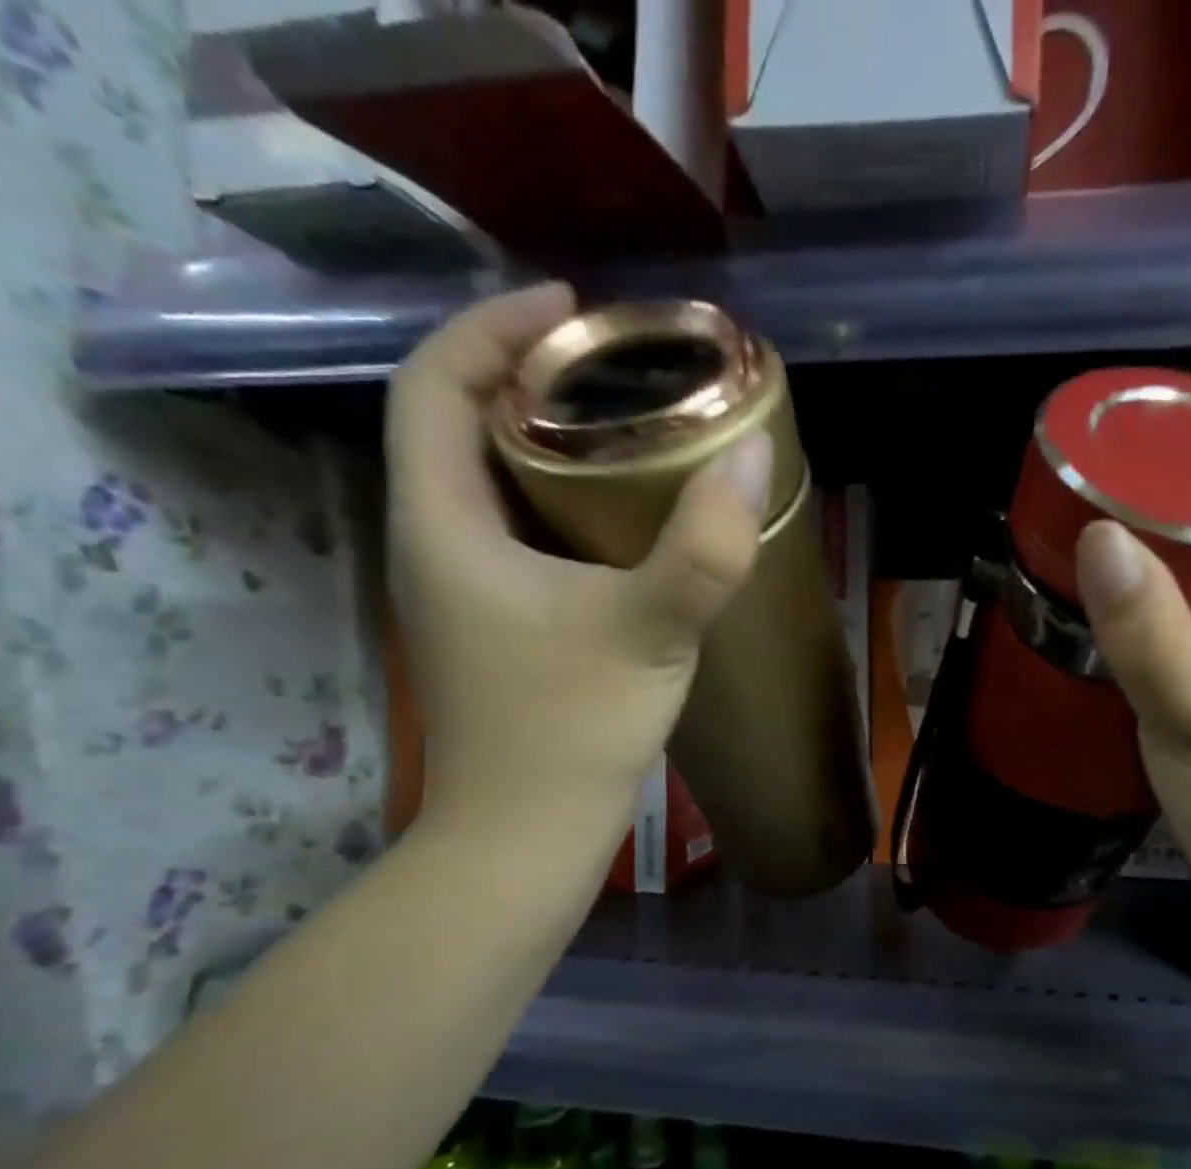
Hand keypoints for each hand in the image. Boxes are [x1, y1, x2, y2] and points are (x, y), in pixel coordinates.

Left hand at [385, 284, 773, 839]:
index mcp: (443, 523)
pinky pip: (522, 533)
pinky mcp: (501, 626)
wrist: (527, 837)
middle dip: (527, 377)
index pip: (434, 384)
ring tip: (627, 425)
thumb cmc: (569, 732)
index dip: (493, 327)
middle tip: (614, 367)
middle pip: (459, 425)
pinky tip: (626, 518)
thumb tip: (755, 455)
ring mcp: (467, 591)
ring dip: (547, 442)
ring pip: (492, 483)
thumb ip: (706, 547)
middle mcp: (438, 544)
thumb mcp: (648, 631)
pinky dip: (564, 502)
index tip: (574, 310)